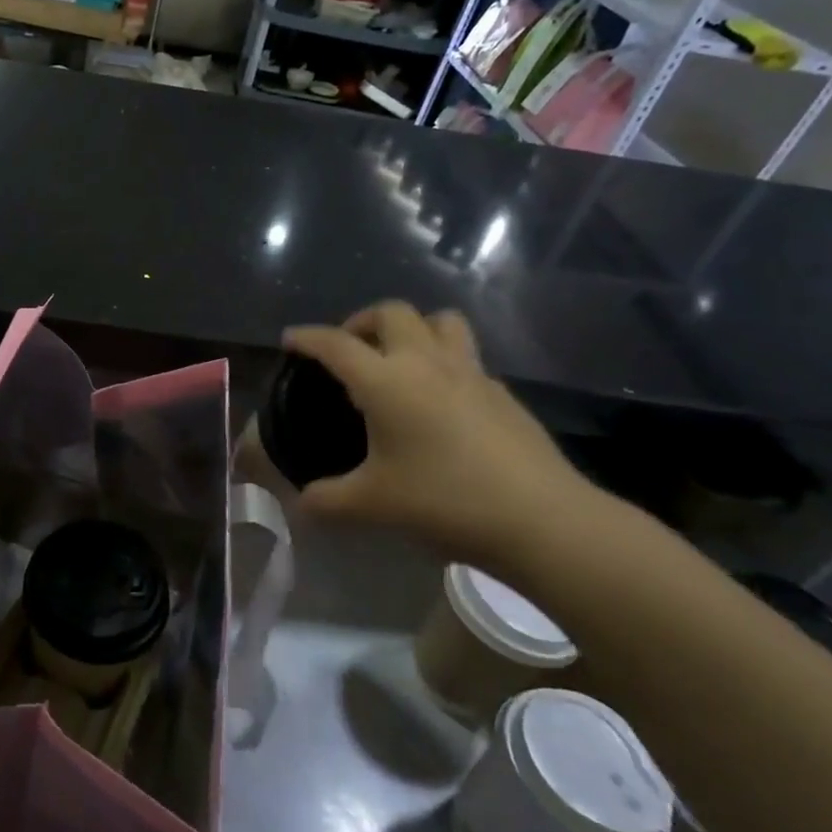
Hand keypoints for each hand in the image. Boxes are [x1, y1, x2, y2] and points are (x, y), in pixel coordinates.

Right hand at [283, 303, 606, 575]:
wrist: (541, 518)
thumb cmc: (445, 501)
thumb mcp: (372, 505)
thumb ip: (327, 500)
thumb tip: (302, 504)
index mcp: (386, 381)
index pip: (336, 344)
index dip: (308, 338)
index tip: (290, 340)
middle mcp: (427, 363)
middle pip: (392, 312)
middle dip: (362, 320)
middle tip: (349, 348)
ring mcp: (471, 373)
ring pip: (439, 321)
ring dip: (412, 328)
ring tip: (398, 358)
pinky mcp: (502, 392)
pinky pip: (466, 356)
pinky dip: (444, 362)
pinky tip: (440, 400)